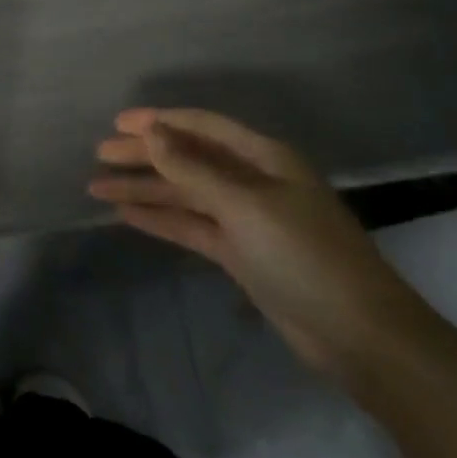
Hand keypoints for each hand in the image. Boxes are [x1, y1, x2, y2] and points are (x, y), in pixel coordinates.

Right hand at [91, 108, 431, 377]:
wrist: (359, 335)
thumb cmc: (305, 256)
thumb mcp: (246, 206)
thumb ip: (194, 170)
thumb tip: (152, 133)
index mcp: (263, 158)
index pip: (202, 128)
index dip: (159, 122)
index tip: (117, 123)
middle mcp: (252, 181)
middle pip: (188, 159)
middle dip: (144, 155)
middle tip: (99, 154)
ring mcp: (246, 219)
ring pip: (184, 194)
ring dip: (145, 189)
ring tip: (97, 186)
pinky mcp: (240, 253)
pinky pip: (191, 225)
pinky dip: (160, 219)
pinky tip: (126, 215)